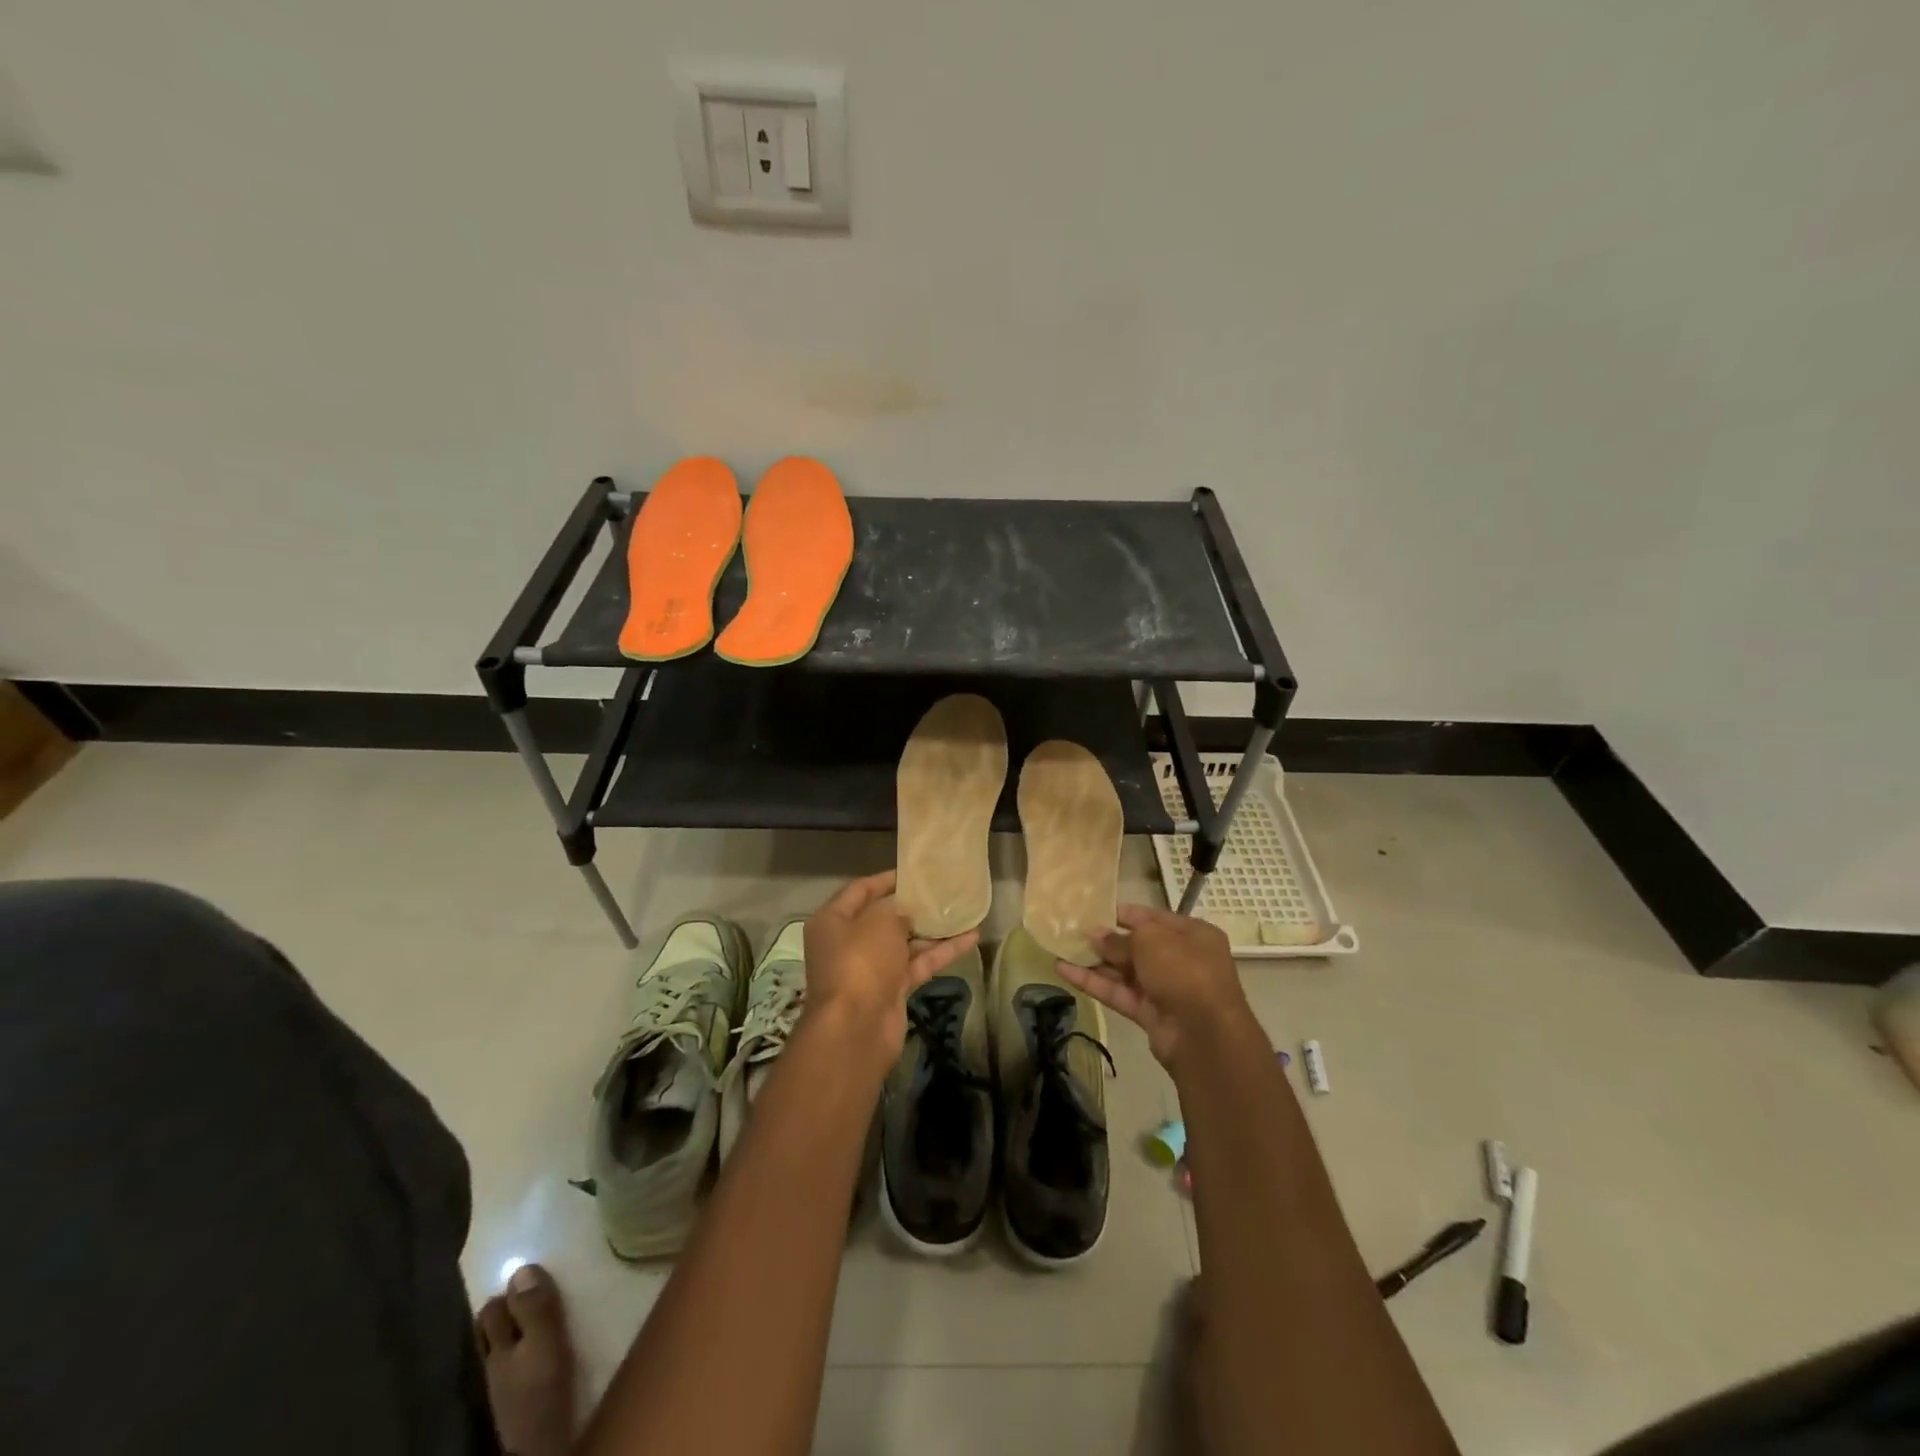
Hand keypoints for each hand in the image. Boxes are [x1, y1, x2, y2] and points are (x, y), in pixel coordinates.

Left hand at [803, 871, 978, 1066]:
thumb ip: (896, 908)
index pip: (860, 890)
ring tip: (962, 911)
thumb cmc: (861, 962)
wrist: (856, 1029)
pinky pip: (917, 964)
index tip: (914, 871)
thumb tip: (905, 911)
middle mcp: (848, 943)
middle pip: (882, 917)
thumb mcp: (879, 922)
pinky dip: (940, 953)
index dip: (887, 879)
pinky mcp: (891, 990)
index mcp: (833, 921)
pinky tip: (970, 938)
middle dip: (911, 906)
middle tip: (941, 890)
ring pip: (904, 943)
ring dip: (932, 930)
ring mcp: (870, 968)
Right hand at [1057, 903, 1252, 1071]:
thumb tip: (1097, 935)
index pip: (1153, 918)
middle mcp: (1182, 959)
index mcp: (1193, 934)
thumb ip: (1120, 938)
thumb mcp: (1151, 941)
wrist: (1205, 1035)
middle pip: (1138, 946)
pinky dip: (1094, 983)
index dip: (1124, 914)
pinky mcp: (1150, 1014)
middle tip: (1073, 931)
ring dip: (1095, 962)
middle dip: (1106, 940)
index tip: (1094, 909)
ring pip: (1125, 971)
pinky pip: (1119, 993)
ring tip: (1061, 949)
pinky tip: (1064, 971)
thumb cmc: (1184, 971)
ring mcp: (1166, 989)